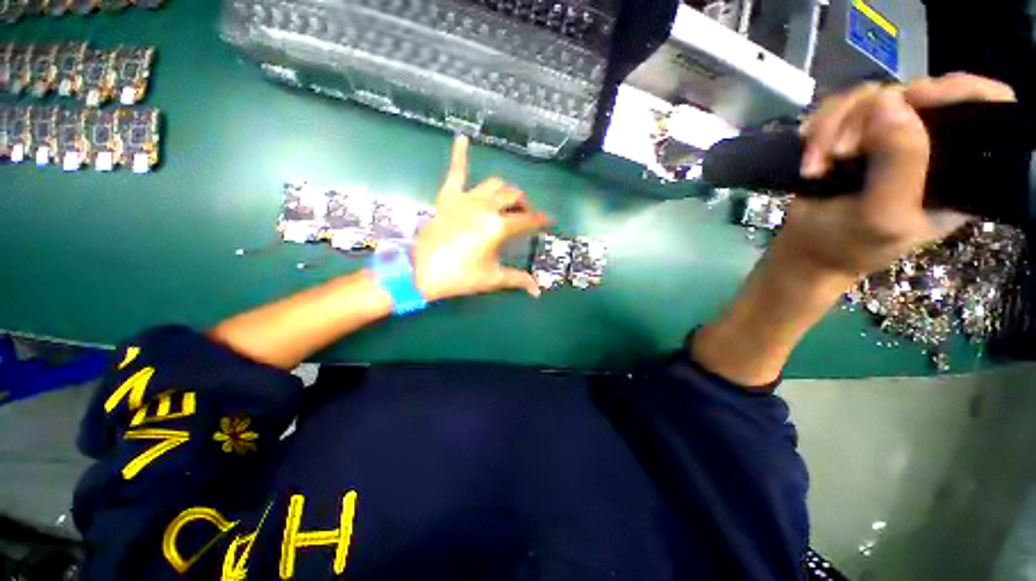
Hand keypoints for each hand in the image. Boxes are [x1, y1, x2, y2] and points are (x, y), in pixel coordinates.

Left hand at [413, 136, 551, 301]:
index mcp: (498, 226)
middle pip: (513, 197)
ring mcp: (466, 198)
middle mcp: (486, 207)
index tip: (549, 221)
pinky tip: (462, 137)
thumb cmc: (460, 276)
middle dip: (524, 205)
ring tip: (506, 200)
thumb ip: (518, 280)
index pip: (528, 220)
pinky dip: (460, 154)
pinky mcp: (448, 197)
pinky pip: (455, 171)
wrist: (421, 271)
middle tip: (524, 217)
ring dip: (505, 190)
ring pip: (494, 183)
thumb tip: (537, 291)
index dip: (541, 220)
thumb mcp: (492, 278)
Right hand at [779, 73, 1016, 279]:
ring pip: (869, 96)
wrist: (804, 250)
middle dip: (867, 116)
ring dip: (832, 126)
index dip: (957, 91)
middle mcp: (927, 142)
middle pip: (914, 93)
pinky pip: (839, 107)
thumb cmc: (848, 245)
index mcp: (956, 167)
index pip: (984, 106)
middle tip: (841, 152)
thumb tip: (891, 101)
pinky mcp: (853, 134)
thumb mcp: (882, 217)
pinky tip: (809, 157)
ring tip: (815, 164)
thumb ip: (899, 165)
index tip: (914, 99)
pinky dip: (818, 129)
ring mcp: (887, 134)